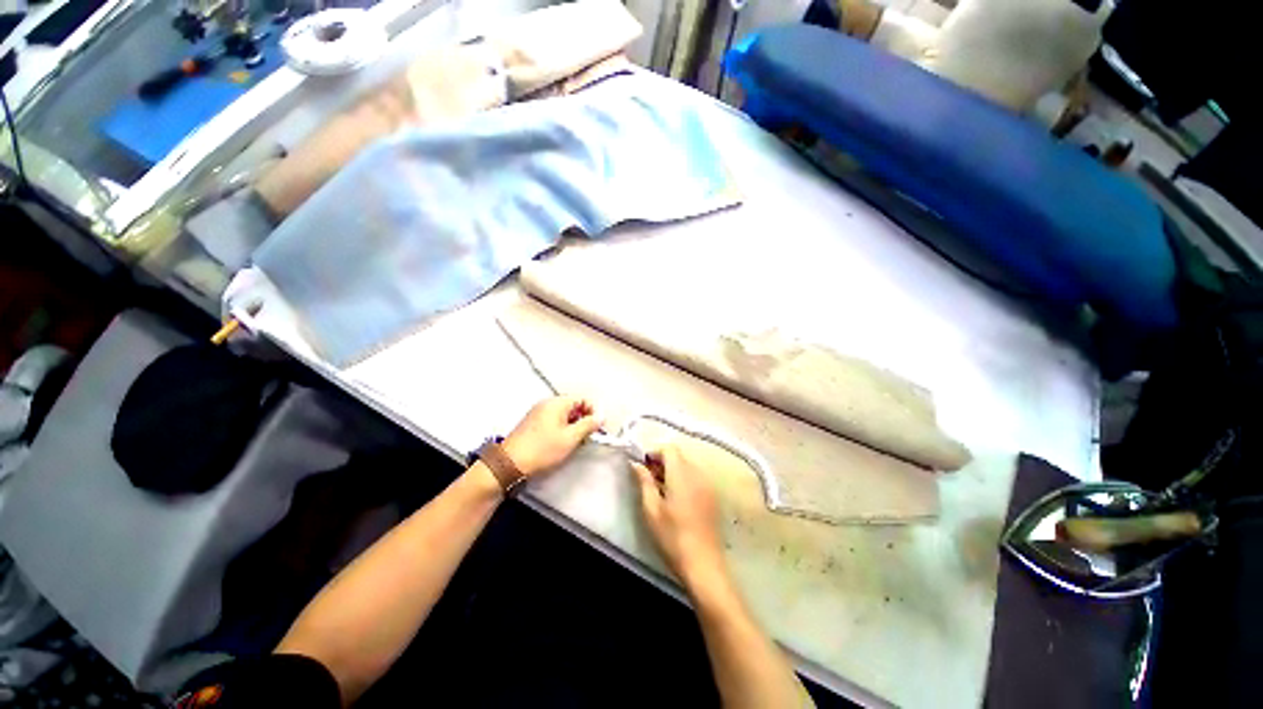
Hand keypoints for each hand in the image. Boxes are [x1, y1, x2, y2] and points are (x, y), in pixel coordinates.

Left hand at [502, 396, 602, 476]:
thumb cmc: (542, 449)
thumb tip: (601, 417)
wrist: (510, 464)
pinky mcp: (533, 424)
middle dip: (584, 420)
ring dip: (574, 426)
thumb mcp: (570, 438)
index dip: (594, 411)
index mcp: (556, 403)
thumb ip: (588, 425)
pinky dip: (562, 429)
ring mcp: (538, 413)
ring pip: (564, 415)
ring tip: (576, 442)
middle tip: (588, 436)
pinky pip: (554, 421)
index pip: (582, 399)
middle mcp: (547, 404)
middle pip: (573, 406)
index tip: (598, 427)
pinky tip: (562, 444)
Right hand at [631, 444, 727, 590]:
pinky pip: (696, 477)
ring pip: (688, 465)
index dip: (654, 452)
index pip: (669, 448)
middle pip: (679, 455)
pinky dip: (684, 479)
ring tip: (661, 490)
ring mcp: (708, 484)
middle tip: (649, 479)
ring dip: (673, 470)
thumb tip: (636, 463)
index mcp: (681, 474)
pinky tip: (677, 499)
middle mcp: (697, 473)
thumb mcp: (651, 509)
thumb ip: (644, 481)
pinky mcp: (713, 495)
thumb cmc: (672, 536)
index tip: (643, 466)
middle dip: (662, 461)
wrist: (703, 563)